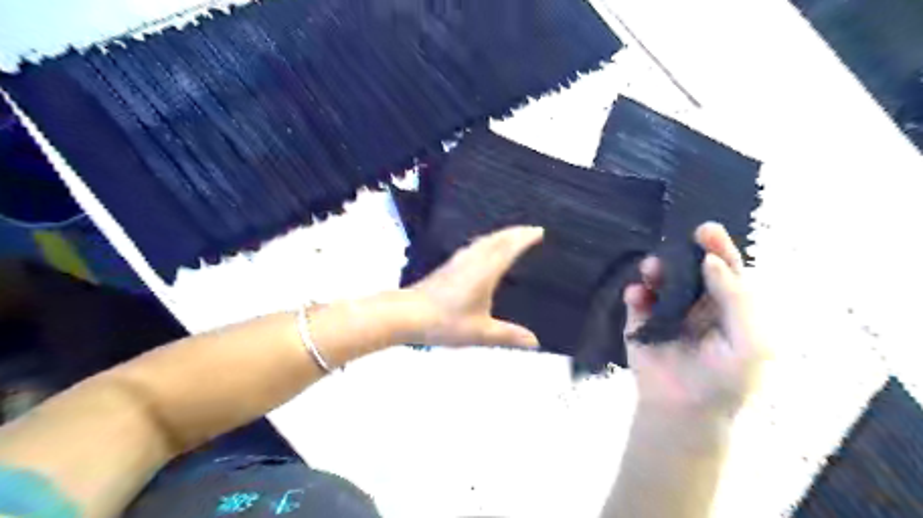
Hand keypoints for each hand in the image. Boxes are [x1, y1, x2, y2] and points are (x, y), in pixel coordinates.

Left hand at [402, 227, 541, 347]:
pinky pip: (474, 246)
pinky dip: (487, 242)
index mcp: (485, 271)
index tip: (539, 230)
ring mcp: (458, 261)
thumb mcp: (480, 332)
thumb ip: (508, 336)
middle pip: (497, 239)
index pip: (509, 248)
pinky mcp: (448, 266)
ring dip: (501, 234)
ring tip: (511, 236)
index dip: (525, 238)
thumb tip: (535, 342)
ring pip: (484, 240)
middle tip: (531, 229)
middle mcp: (473, 260)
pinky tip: (482, 250)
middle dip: (516, 232)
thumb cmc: (446, 322)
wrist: (407, 314)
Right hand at [627, 223, 763, 416]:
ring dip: (656, 269)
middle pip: (691, 268)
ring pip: (661, 279)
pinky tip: (637, 294)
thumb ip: (737, 299)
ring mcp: (667, 310)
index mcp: (729, 306)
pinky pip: (636, 299)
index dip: (719, 249)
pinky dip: (635, 293)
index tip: (707, 230)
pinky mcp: (640, 321)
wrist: (684, 411)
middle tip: (678, 237)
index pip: (726, 271)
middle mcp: (698, 303)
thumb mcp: (750, 343)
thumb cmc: (726, 380)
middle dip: (684, 252)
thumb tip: (711, 260)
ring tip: (652, 268)